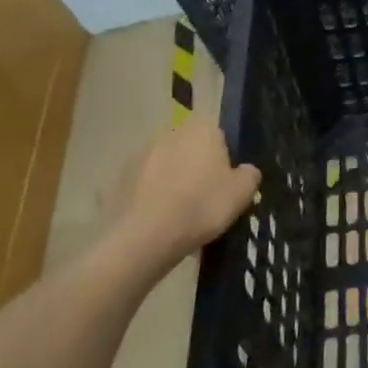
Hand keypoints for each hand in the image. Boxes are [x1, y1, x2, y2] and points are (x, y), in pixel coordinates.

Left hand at [109, 118, 259, 270]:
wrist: (144, 238)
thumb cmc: (202, 206)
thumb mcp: (242, 193)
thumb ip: (249, 174)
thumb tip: (245, 170)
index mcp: (202, 128)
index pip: (217, 130)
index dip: (223, 152)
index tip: (226, 176)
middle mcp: (170, 133)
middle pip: (189, 146)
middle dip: (196, 165)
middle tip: (205, 195)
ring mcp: (140, 156)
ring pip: (165, 165)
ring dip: (172, 180)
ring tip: (180, 214)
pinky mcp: (118, 180)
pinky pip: (144, 186)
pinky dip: (151, 198)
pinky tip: (159, 222)